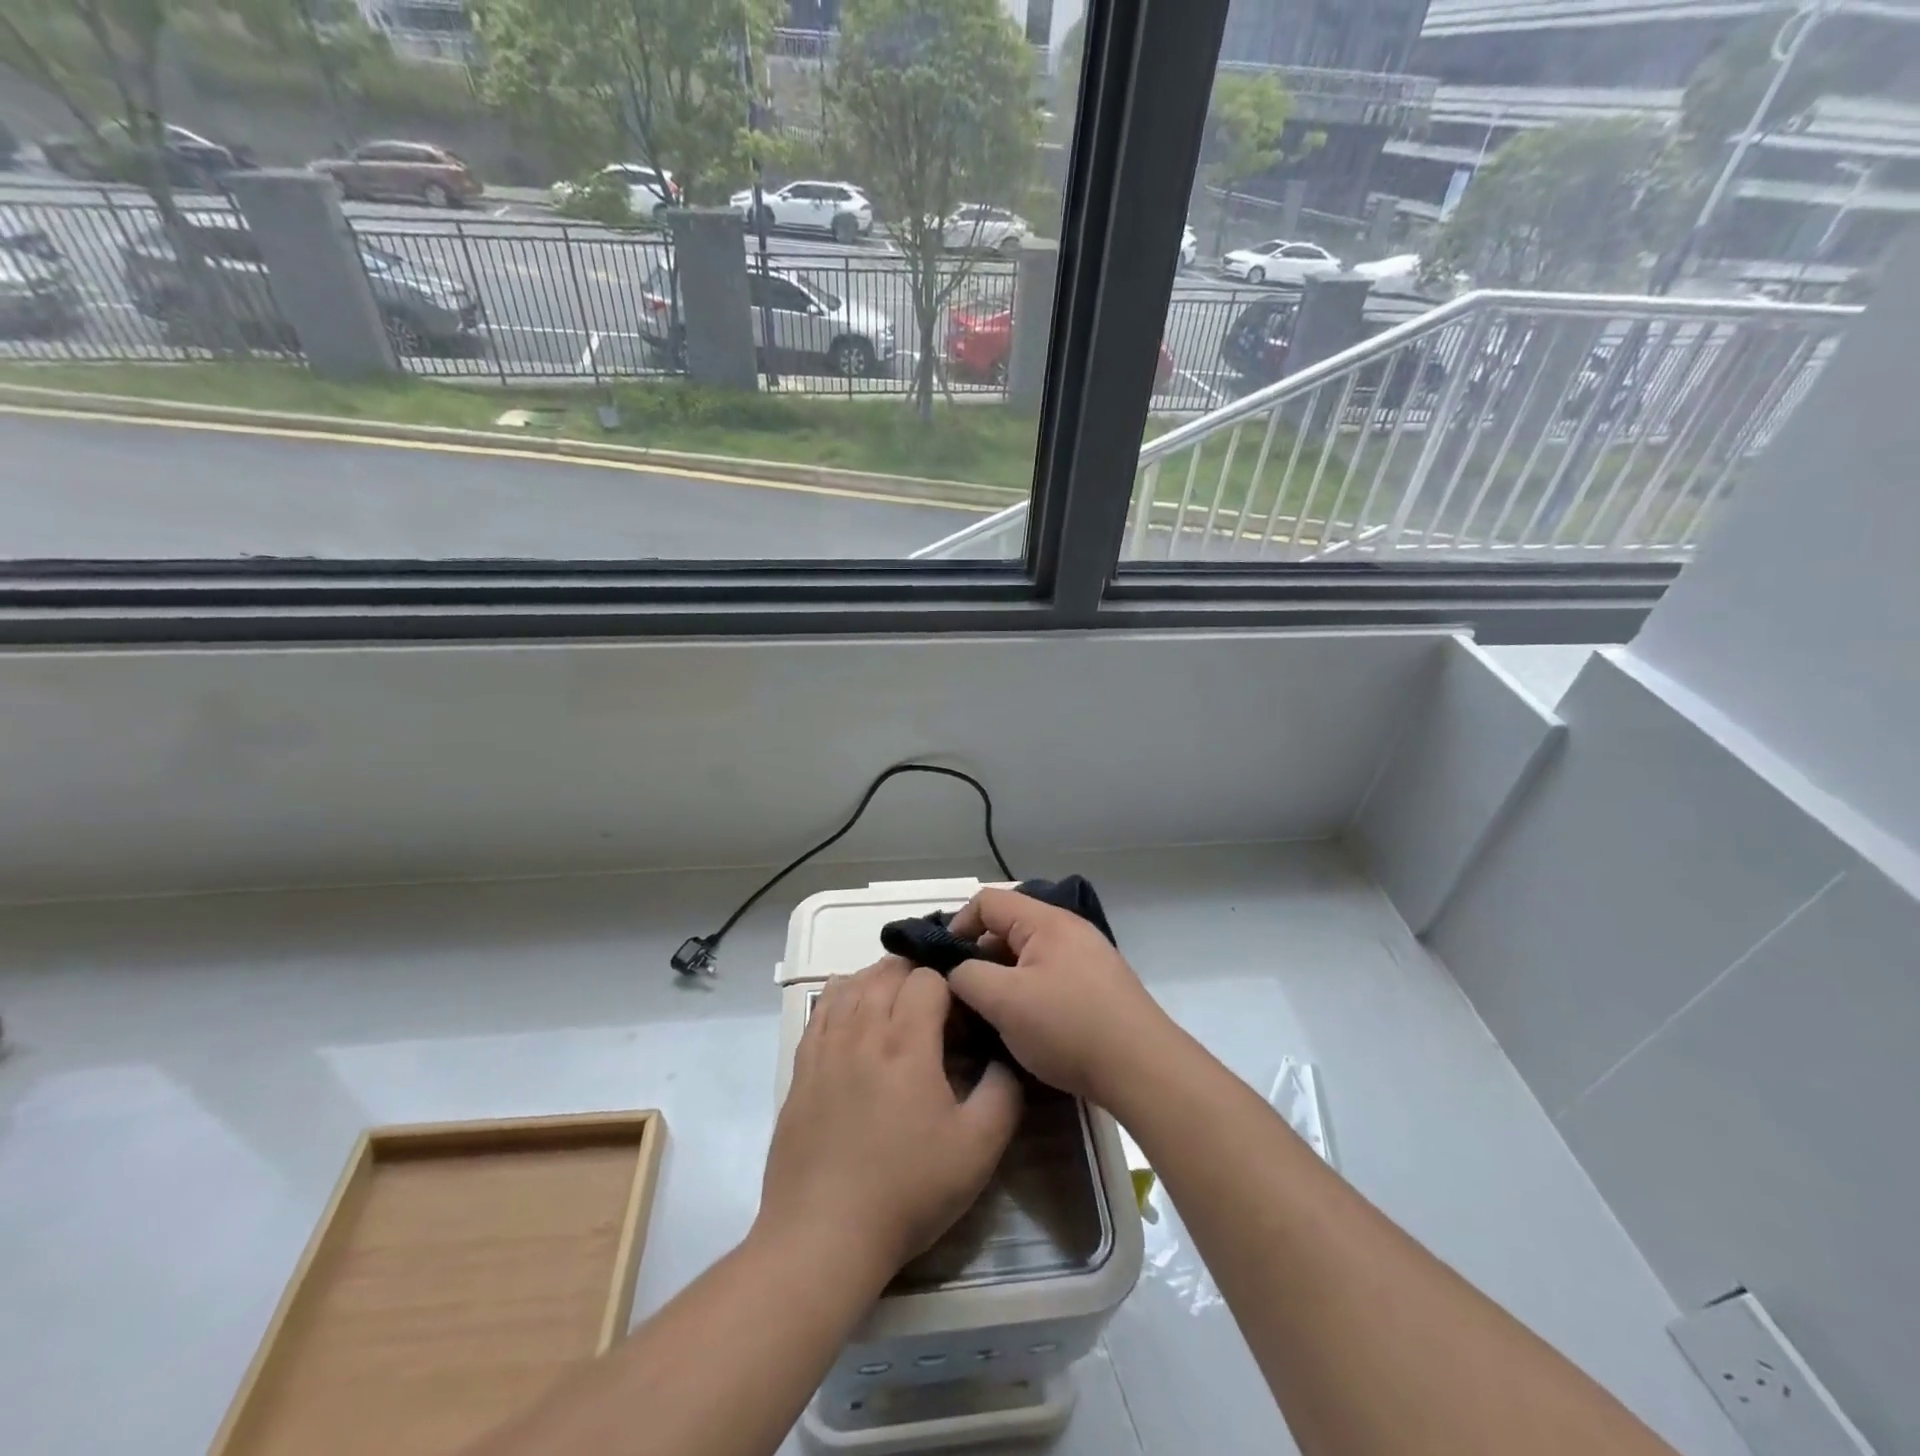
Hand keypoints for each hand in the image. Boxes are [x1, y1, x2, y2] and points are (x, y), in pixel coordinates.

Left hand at [761, 958, 1022, 1277]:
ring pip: (852, 982)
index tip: (964, 1014)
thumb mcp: (978, 1149)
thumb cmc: (907, 1190)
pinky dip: (844, 995)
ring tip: (898, 1003)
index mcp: (906, 1041)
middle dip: (917, 975)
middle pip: (888, 970)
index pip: (928, 977)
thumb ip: (1004, 1093)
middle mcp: (862, 1029)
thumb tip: (1005, 1056)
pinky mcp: (801, 1066)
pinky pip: (822, 1008)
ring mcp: (826, 1045)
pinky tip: (855, 1012)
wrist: (823, 1234)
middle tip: (938, 1006)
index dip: (952, 985)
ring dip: (880, 980)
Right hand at [946, 887, 1173, 1104]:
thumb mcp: (1004, 1001)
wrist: (1143, 1069)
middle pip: (1008, 928)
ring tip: (990, 1016)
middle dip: (979, 958)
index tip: (944, 965)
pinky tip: (1024, 1027)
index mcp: (1046, 921)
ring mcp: (1087, 958)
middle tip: (963, 997)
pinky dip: (1028, 994)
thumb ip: (968, 977)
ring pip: (1028, 957)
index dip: (958, 925)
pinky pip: (1049, 977)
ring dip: (1003, 980)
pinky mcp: (1097, 988)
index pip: (988, 901)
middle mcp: (1068, 930)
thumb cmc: (1069, 1027)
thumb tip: (956, 972)